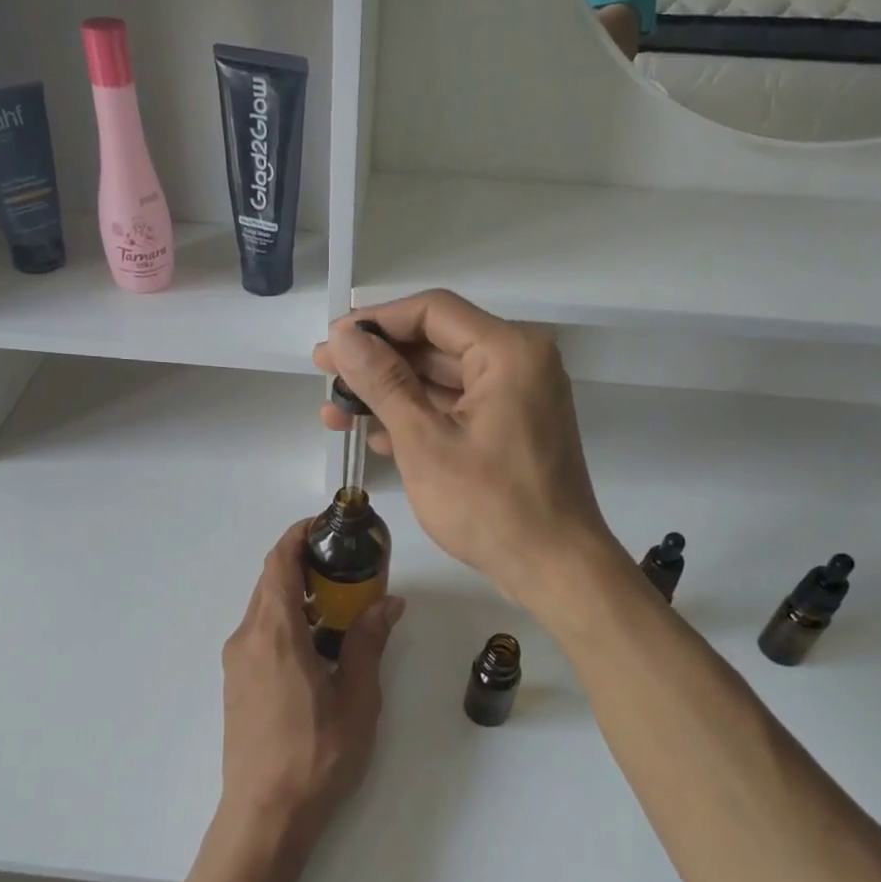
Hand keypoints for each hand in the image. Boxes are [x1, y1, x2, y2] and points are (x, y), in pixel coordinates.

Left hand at [220, 521, 403, 849]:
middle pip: (270, 582)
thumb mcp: (356, 698)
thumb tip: (387, 603)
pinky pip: (260, 634)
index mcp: (274, 633)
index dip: (298, 535)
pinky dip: (286, 621)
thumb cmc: (316, 756)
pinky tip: (316, 644)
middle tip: (347, 566)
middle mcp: (246, 638)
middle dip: (304, 564)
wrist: (264, 816)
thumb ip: (367, 643)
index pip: (278, 562)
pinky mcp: (236, 684)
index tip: (327, 526)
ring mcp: (236, 663)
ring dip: (296, 595)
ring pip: (264, 608)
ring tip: (338, 604)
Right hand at [313, 291, 616, 610]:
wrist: (555, 569)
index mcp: (509, 351)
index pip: (432, 311)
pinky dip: (420, 417)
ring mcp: (519, 398)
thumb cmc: (489, 505)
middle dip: (378, 362)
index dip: (375, 321)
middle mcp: (520, 362)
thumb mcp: (424, 441)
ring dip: (392, 394)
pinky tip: (378, 438)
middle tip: (325, 376)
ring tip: (337, 413)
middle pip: (436, 344)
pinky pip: (459, 408)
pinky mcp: (513, 429)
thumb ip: (382, 382)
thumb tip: (343, 336)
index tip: (332, 343)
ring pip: (444, 379)